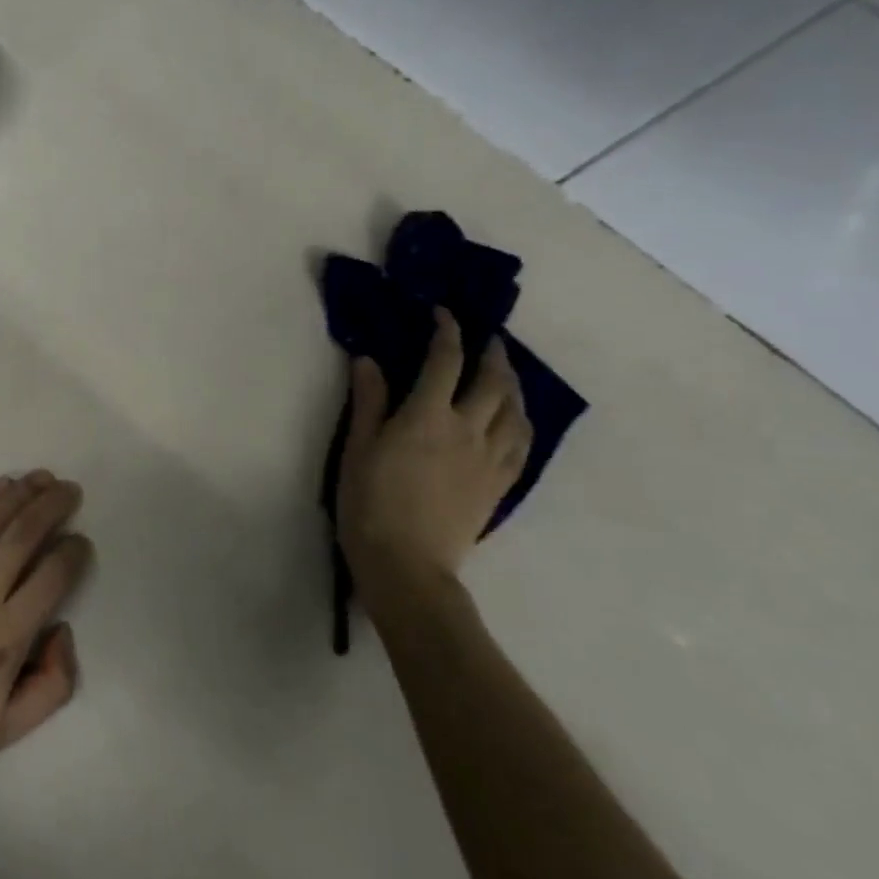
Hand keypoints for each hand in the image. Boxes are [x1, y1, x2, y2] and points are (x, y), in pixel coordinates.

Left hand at [0, 471, 91, 807]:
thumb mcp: (8, 732)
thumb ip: (53, 685)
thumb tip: (62, 630)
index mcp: (6, 639)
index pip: (51, 578)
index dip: (72, 553)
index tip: (81, 541)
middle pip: (22, 538)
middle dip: (50, 507)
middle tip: (70, 489)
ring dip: (18, 495)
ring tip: (40, 477)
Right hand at [335, 308, 531, 616]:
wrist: (406, 564)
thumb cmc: (368, 502)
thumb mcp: (357, 448)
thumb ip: (368, 401)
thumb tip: (369, 359)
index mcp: (427, 416)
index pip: (444, 361)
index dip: (447, 331)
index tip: (443, 314)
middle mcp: (467, 429)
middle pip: (492, 381)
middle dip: (491, 353)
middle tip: (488, 339)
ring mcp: (489, 459)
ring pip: (515, 411)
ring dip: (512, 384)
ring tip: (506, 373)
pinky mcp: (499, 485)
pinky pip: (522, 444)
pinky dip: (522, 421)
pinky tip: (517, 419)